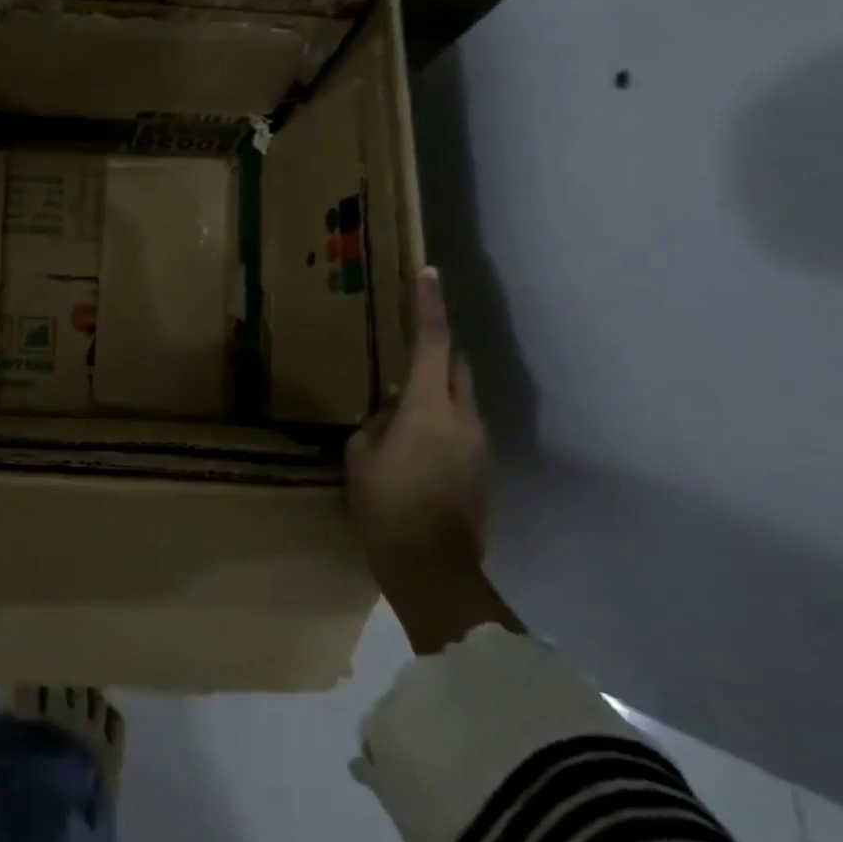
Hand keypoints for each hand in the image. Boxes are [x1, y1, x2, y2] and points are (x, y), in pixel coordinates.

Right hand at [345, 267, 487, 586]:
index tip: (428, 272)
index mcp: (429, 408)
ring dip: (436, 392)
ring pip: (460, 398)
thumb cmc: (386, 506)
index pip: (432, 343)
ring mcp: (478, 445)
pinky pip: (460, 427)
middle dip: (437, 351)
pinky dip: (440, 421)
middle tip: (406, 350)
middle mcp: (463, 418)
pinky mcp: (481, 469)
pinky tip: (412, 445)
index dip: (429, 305)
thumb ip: (377, 423)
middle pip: (457, 366)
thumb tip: (393, 414)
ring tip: (400, 411)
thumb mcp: (361, 456)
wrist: (432, 569)